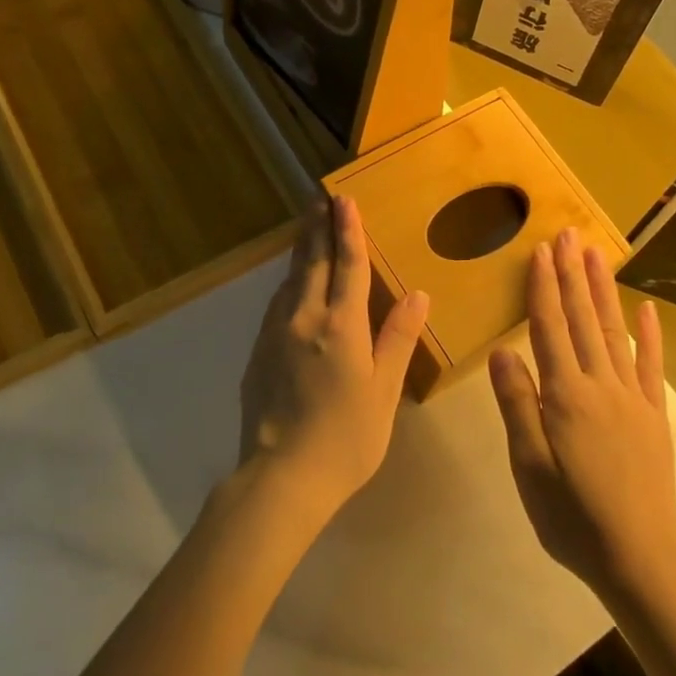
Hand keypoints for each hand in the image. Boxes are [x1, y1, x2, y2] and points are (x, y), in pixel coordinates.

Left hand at [239, 196, 429, 518]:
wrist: (282, 477)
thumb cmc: (347, 438)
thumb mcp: (384, 391)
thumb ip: (398, 338)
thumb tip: (416, 293)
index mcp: (341, 326)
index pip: (347, 266)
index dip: (349, 231)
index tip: (345, 199)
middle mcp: (304, 319)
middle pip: (313, 263)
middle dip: (319, 228)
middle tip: (320, 198)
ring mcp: (275, 334)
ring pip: (290, 280)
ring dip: (302, 250)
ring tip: (307, 228)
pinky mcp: (258, 352)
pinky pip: (277, 304)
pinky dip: (288, 282)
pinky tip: (291, 284)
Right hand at [489, 228, 675, 596]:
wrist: (638, 558)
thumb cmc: (571, 517)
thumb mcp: (529, 467)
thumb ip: (517, 405)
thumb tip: (503, 351)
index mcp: (565, 396)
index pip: (550, 328)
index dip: (543, 287)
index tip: (541, 250)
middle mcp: (600, 386)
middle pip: (583, 320)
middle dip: (573, 274)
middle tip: (570, 234)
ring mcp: (632, 398)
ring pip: (614, 333)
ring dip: (603, 291)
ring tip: (597, 255)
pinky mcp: (653, 416)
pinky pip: (652, 367)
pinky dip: (650, 336)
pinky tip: (647, 310)